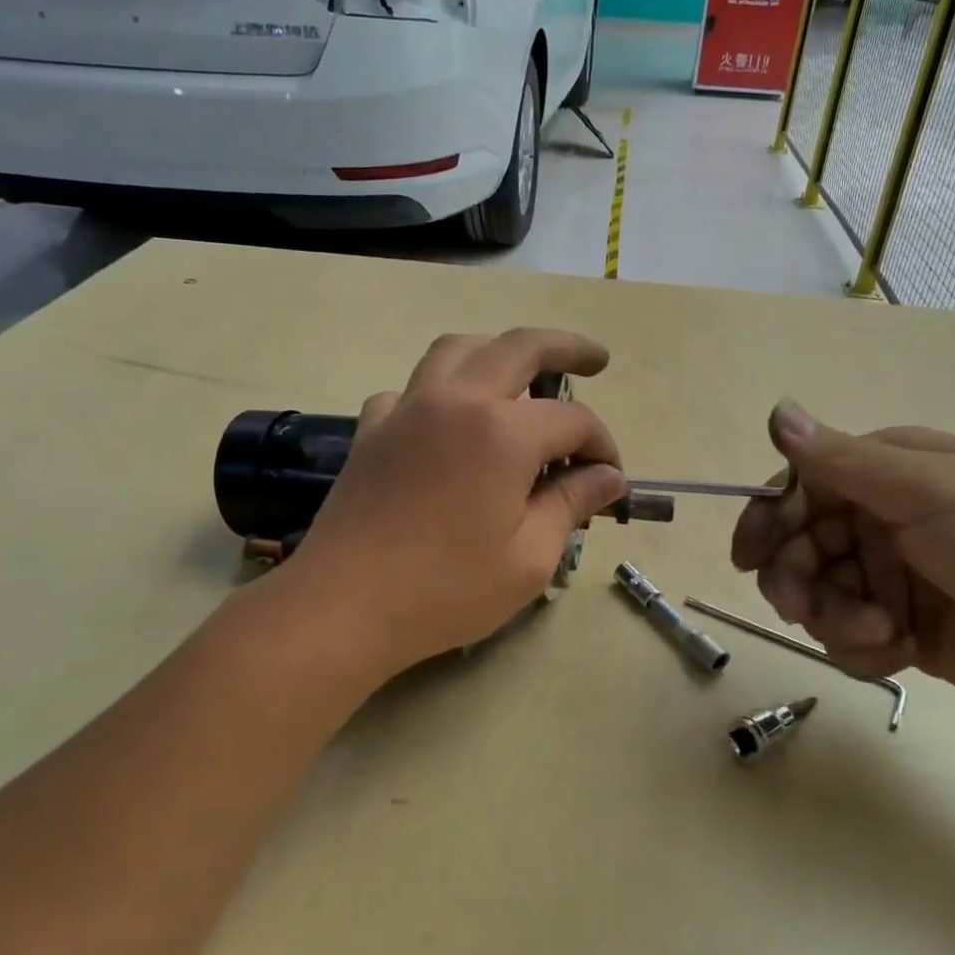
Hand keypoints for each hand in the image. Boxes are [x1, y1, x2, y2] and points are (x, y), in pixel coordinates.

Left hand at [286, 329, 626, 676]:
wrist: (344, 607)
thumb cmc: (446, 590)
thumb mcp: (529, 558)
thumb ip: (572, 504)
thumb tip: (608, 477)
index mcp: (502, 431)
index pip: (573, 420)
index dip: (602, 446)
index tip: (610, 479)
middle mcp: (456, 400)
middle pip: (520, 347)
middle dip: (567, 348)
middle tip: (597, 359)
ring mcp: (407, 408)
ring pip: (458, 350)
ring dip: (498, 350)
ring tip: (521, 373)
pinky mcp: (372, 429)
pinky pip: (411, 390)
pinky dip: (439, 391)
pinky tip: (447, 421)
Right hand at [730, 402, 954, 711]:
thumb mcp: (927, 492)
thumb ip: (842, 460)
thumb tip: (776, 411)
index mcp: (887, 474)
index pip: (801, 488)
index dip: (768, 520)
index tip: (747, 557)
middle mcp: (881, 519)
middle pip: (801, 546)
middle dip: (796, 580)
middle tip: (800, 610)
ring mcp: (890, 576)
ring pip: (819, 595)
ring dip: (834, 618)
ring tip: (878, 634)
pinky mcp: (900, 627)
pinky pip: (848, 636)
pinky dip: (862, 647)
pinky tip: (898, 652)